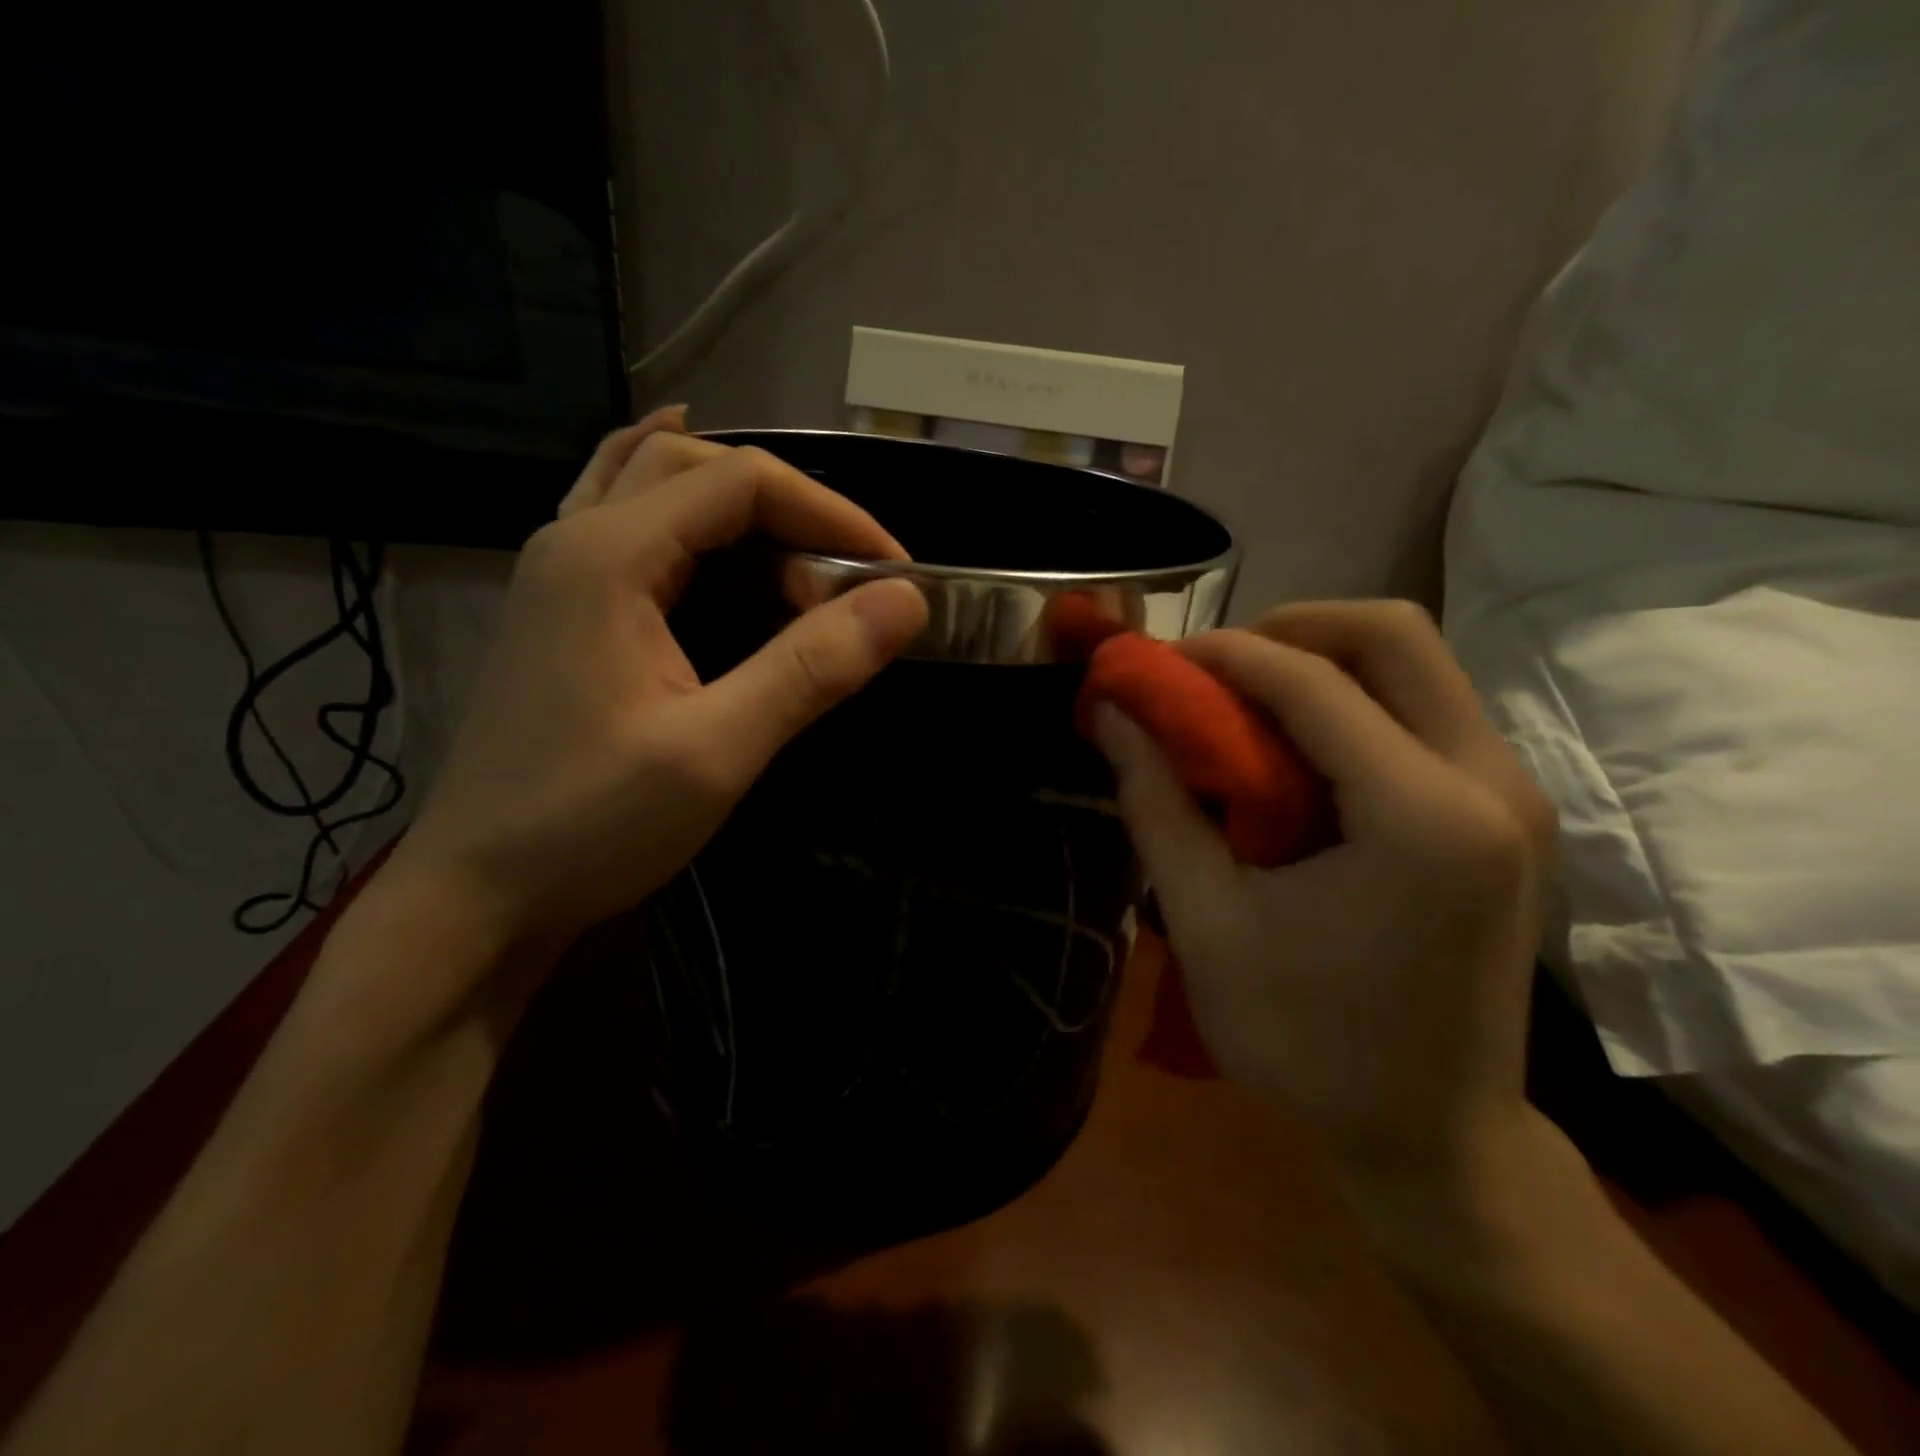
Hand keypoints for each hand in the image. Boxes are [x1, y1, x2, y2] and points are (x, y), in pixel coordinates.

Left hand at [393, 411, 927, 970]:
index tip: (891, 573)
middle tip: (844, 574)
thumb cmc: (590, 824)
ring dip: (734, 497)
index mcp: (609, 556)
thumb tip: (904, 602)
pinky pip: (619, 516)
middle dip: (788, 506)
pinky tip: (695, 517)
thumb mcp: (717, 751)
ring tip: (796, 535)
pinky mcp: (560, 609)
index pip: (741, 482)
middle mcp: (574, 539)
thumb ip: (810, 669)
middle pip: (695, 466)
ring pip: (651, 480)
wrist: (475, 894)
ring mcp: (557, 571)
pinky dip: (674, 502)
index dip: (830, 513)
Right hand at [1094, 601, 1556, 1182]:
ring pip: (1417, 664)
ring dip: (1321, 664)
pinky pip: (1428, 711)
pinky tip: (1298, 753)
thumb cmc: (1308, 1044)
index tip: (1157, 661)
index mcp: (1421, 816)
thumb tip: (1111, 713)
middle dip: (1288, 631)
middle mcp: (1490, 783)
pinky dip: (1353, 703)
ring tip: (1245, 708)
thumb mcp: (1208, 923)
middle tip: (1215, 673)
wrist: (1434, 1140)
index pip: (1313, 681)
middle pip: (1393, 634)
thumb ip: (1157, 803)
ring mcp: (1515, 795)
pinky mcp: (1510, 814)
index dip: (1222, 654)